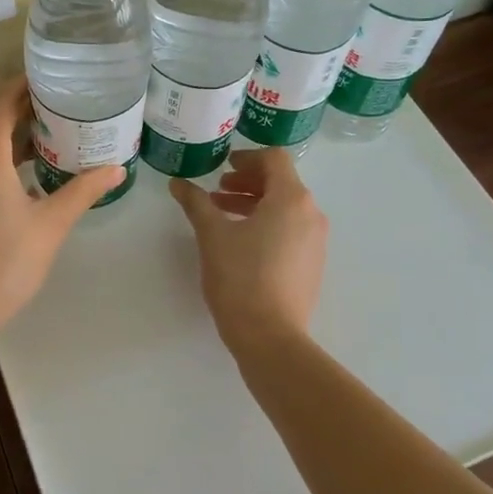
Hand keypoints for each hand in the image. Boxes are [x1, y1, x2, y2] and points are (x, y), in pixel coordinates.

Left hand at [0, 78, 125, 339]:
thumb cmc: (7, 260)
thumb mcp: (52, 222)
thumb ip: (83, 190)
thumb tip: (117, 168)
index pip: (3, 103)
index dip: (24, 85)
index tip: (53, 75)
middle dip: (27, 107)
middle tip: (67, 100)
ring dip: (18, 134)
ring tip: (58, 129)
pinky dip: (9, 157)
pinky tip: (36, 170)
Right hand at [171, 148, 327, 353]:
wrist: (270, 336)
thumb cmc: (240, 277)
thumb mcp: (211, 235)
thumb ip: (195, 202)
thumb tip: (177, 182)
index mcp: (291, 199)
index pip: (275, 158)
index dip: (247, 157)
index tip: (222, 167)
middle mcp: (311, 214)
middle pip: (282, 182)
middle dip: (248, 181)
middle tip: (218, 190)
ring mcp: (316, 241)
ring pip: (286, 208)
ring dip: (255, 203)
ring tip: (223, 215)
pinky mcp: (312, 264)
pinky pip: (291, 230)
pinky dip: (267, 224)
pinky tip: (241, 242)